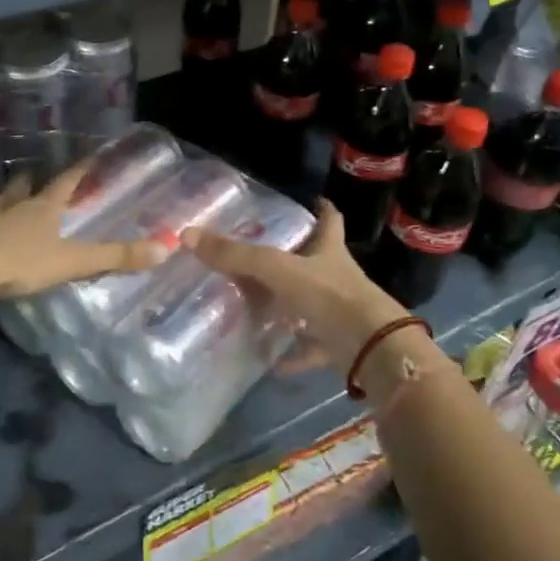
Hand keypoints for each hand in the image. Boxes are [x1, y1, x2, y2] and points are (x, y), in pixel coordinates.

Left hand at [0, 162, 170, 300]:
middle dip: (32, 179)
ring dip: (2, 194)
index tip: (89, 155)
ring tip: (3, 192)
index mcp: (41, 208)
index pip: (65, 182)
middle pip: (24, 185)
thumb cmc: (18, 261)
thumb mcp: (72, 261)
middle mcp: (11, 206)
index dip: (79, 169)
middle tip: (35, 172)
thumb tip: (165, 248)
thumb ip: (115, 257)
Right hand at [183, 199, 408, 370]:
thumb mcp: (278, 270)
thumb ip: (236, 255)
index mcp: (329, 252)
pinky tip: (269, 361)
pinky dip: (291, 353)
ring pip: (311, 305)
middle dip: (295, 259)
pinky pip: (309, 347)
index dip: (322, 209)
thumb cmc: (330, 297)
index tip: (315, 200)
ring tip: (258, 305)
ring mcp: (340, 312)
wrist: (372, 349)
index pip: (329, 222)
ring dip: (289, 307)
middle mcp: (337, 278)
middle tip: (263, 255)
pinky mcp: (338, 344)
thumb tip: (187, 234)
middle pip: (316, 262)